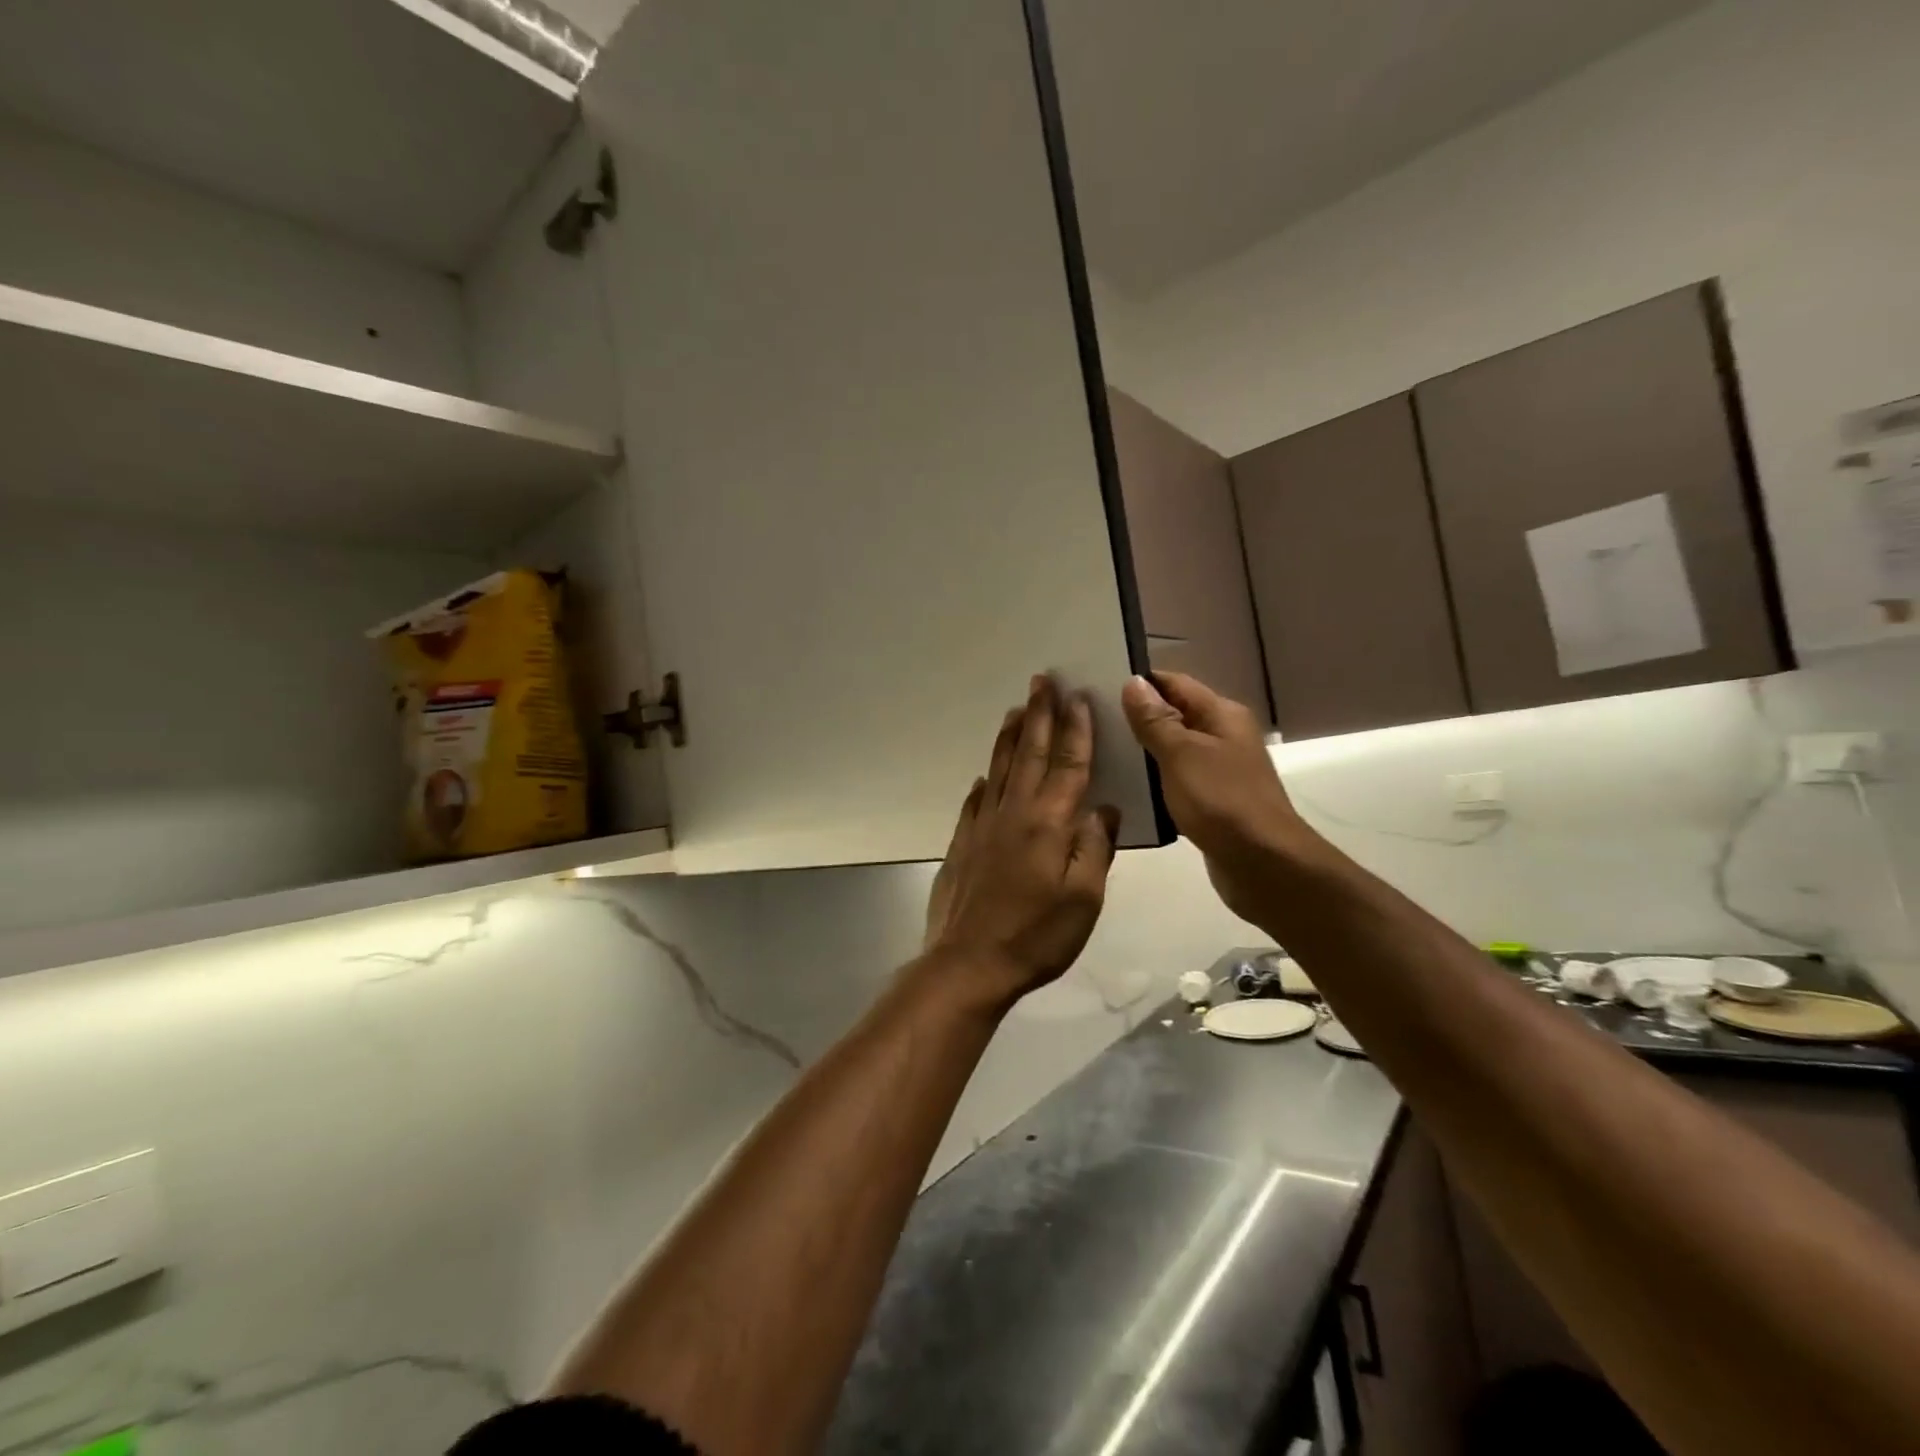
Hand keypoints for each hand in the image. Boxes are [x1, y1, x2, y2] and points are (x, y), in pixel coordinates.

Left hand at [922, 676, 1120, 1011]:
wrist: (969, 962)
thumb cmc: (1036, 935)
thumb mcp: (1084, 899)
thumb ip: (1094, 848)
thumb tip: (1103, 808)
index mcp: (1049, 823)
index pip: (1069, 765)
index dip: (1077, 730)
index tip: (1078, 697)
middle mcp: (1014, 812)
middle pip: (1031, 753)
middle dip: (1040, 715)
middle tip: (1042, 680)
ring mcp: (983, 825)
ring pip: (1000, 768)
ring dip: (1010, 735)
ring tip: (1016, 708)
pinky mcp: (963, 842)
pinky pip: (976, 800)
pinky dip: (985, 780)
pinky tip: (985, 774)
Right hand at [1120, 671, 1321, 925]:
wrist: (1263, 863)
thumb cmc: (1221, 800)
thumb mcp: (1181, 754)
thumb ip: (1155, 719)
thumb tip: (1133, 682)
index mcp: (1222, 715)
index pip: (1175, 683)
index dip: (1140, 683)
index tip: (1099, 687)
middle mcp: (1224, 735)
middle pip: (1176, 714)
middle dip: (1138, 717)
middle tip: (1092, 723)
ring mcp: (1220, 769)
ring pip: (1175, 749)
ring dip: (1144, 751)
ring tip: (1101, 753)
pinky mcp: (1213, 800)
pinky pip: (1178, 780)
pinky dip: (1156, 780)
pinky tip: (1128, 788)